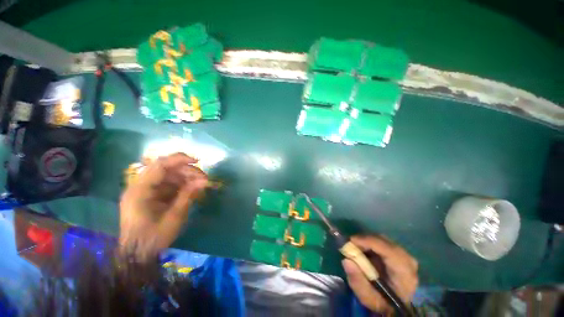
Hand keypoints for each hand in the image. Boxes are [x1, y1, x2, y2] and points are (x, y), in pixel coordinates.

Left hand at [119, 153, 207, 259]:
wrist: (137, 254)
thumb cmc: (153, 237)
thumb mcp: (173, 217)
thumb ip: (188, 195)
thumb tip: (204, 180)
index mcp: (140, 190)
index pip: (160, 165)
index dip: (180, 159)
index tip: (198, 161)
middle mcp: (140, 186)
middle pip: (166, 169)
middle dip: (187, 171)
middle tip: (204, 179)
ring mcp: (145, 190)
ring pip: (169, 175)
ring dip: (186, 178)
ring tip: (200, 185)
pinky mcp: (151, 195)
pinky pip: (169, 184)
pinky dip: (182, 185)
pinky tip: (192, 190)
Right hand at [342, 235, 417, 314]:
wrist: (396, 306)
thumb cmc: (382, 303)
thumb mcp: (367, 297)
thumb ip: (357, 280)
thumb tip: (346, 260)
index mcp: (404, 273)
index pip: (387, 249)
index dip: (367, 241)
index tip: (350, 241)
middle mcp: (407, 260)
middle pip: (383, 241)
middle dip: (364, 240)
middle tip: (350, 245)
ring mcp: (405, 255)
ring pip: (382, 239)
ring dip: (367, 241)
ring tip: (355, 248)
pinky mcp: (399, 253)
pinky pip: (382, 241)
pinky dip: (371, 243)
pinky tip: (364, 250)